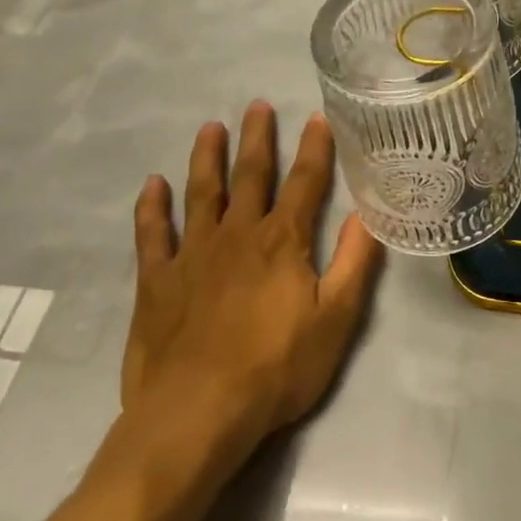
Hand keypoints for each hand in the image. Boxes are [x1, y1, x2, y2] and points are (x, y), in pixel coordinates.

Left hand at [117, 102, 383, 487]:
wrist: (197, 414)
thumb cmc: (276, 368)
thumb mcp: (336, 319)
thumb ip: (355, 262)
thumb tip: (369, 213)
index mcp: (282, 242)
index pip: (305, 183)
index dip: (314, 149)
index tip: (317, 117)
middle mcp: (237, 235)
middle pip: (250, 176)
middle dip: (257, 139)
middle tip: (257, 105)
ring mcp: (192, 255)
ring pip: (201, 194)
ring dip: (206, 158)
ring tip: (210, 127)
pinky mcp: (156, 282)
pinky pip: (151, 235)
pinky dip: (151, 208)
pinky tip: (152, 184)